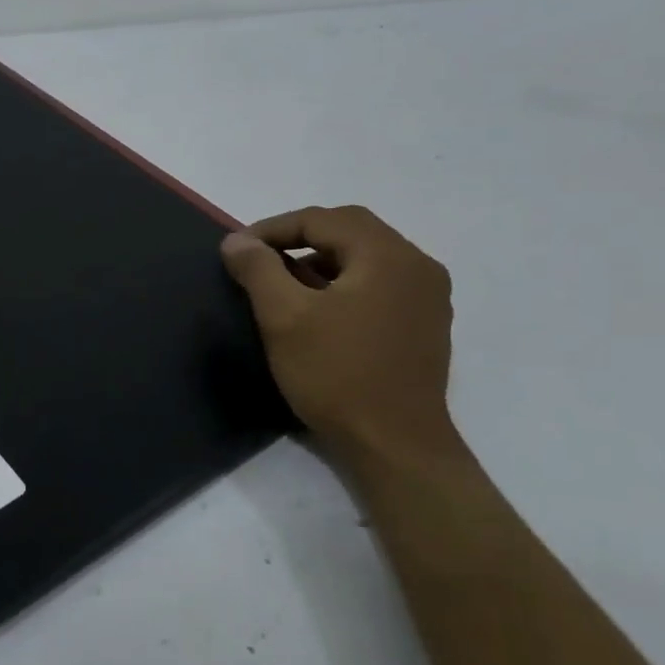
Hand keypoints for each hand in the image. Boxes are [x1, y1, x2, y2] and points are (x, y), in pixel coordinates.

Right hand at [220, 206, 457, 467]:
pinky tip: (318, 309)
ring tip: (283, 284)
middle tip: (260, 258)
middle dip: (299, 238)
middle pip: (350, 231)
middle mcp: (417, 266)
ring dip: (322, 260)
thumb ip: (258, 269)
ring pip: (366, 258)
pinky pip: (379, 284)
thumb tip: (236, 240)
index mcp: (388, 256)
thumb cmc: (336, 375)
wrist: (395, 445)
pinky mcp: (425, 325)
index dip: (273, 228)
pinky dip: (343, 282)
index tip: (237, 249)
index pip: (322, 219)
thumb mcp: (284, 317)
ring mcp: (428, 297)